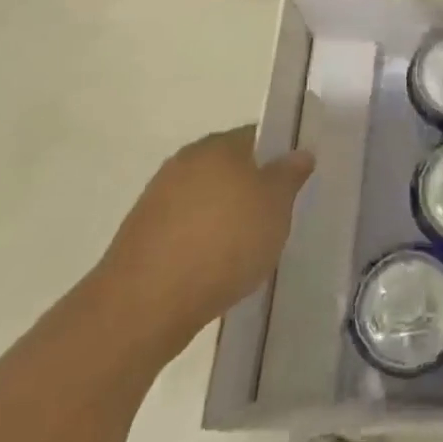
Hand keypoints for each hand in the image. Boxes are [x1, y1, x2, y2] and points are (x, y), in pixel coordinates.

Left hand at [92, 125, 312, 363]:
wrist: (144, 305)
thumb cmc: (223, 243)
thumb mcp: (276, 206)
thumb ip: (290, 175)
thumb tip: (299, 153)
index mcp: (218, 145)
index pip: (259, 136)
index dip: (282, 155)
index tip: (298, 181)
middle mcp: (186, 161)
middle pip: (231, 166)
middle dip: (254, 186)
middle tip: (280, 213)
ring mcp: (159, 198)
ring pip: (208, 197)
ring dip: (228, 214)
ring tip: (252, 245)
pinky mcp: (143, 235)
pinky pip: (187, 227)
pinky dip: (204, 239)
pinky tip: (219, 265)